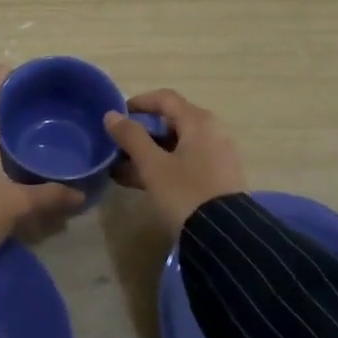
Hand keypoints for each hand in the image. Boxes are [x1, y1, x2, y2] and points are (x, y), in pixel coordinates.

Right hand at [104, 88, 247, 236]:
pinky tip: (141, 183)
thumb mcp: (153, 166)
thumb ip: (131, 137)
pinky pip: (186, 163)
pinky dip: (163, 167)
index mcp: (199, 122)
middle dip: (141, 133)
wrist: (226, 238)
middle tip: (117, 147)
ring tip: (122, 170)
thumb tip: (112, 115)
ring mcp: (218, 157)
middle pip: (171, 122)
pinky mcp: (218, 179)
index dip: (139, 102)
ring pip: (176, 146)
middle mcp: (212, 133)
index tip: (117, 115)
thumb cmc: (185, 193)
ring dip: (148, 154)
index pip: (165, 98)